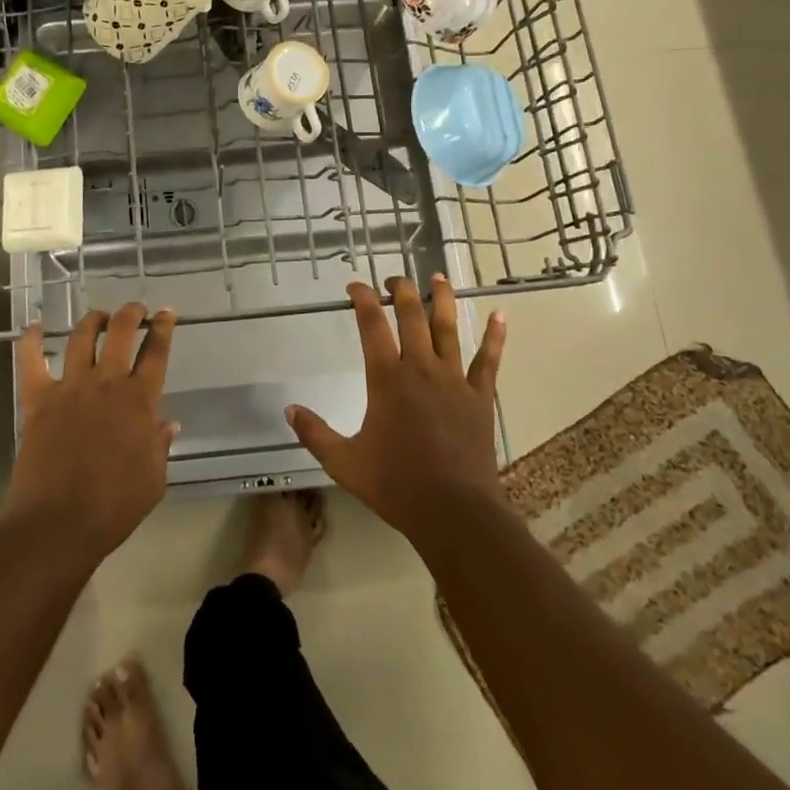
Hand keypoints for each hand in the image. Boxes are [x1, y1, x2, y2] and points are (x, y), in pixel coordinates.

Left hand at [4, 304, 177, 562]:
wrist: (58, 525)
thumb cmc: (113, 507)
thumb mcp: (153, 480)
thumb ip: (160, 446)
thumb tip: (168, 423)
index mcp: (139, 401)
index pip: (156, 352)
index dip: (163, 328)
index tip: (165, 313)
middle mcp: (106, 383)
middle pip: (120, 331)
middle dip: (130, 313)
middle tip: (135, 310)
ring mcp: (70, 387)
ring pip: (81, 336)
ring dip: (93, 320)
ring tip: (99, 317)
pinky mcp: (38, 399)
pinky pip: (31, 361)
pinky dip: (31, 341)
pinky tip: (34, 328)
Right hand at [287, 276, 505, 540]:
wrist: (454, 512)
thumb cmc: (395, 484)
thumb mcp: (344, 462)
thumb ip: (314, 433)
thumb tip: (289, 409)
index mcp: (386, 379)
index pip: (371, 325)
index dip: (362, 299)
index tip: (354, 285)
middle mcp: (420, 368)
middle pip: (411, 316)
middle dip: (401, 291)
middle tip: (394, 278)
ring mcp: (454, 380)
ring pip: (448, 329)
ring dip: (442, 300)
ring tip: (439, 277)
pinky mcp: (479, 397)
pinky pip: (488, 360)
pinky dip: (494, 337)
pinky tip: (500, 315)